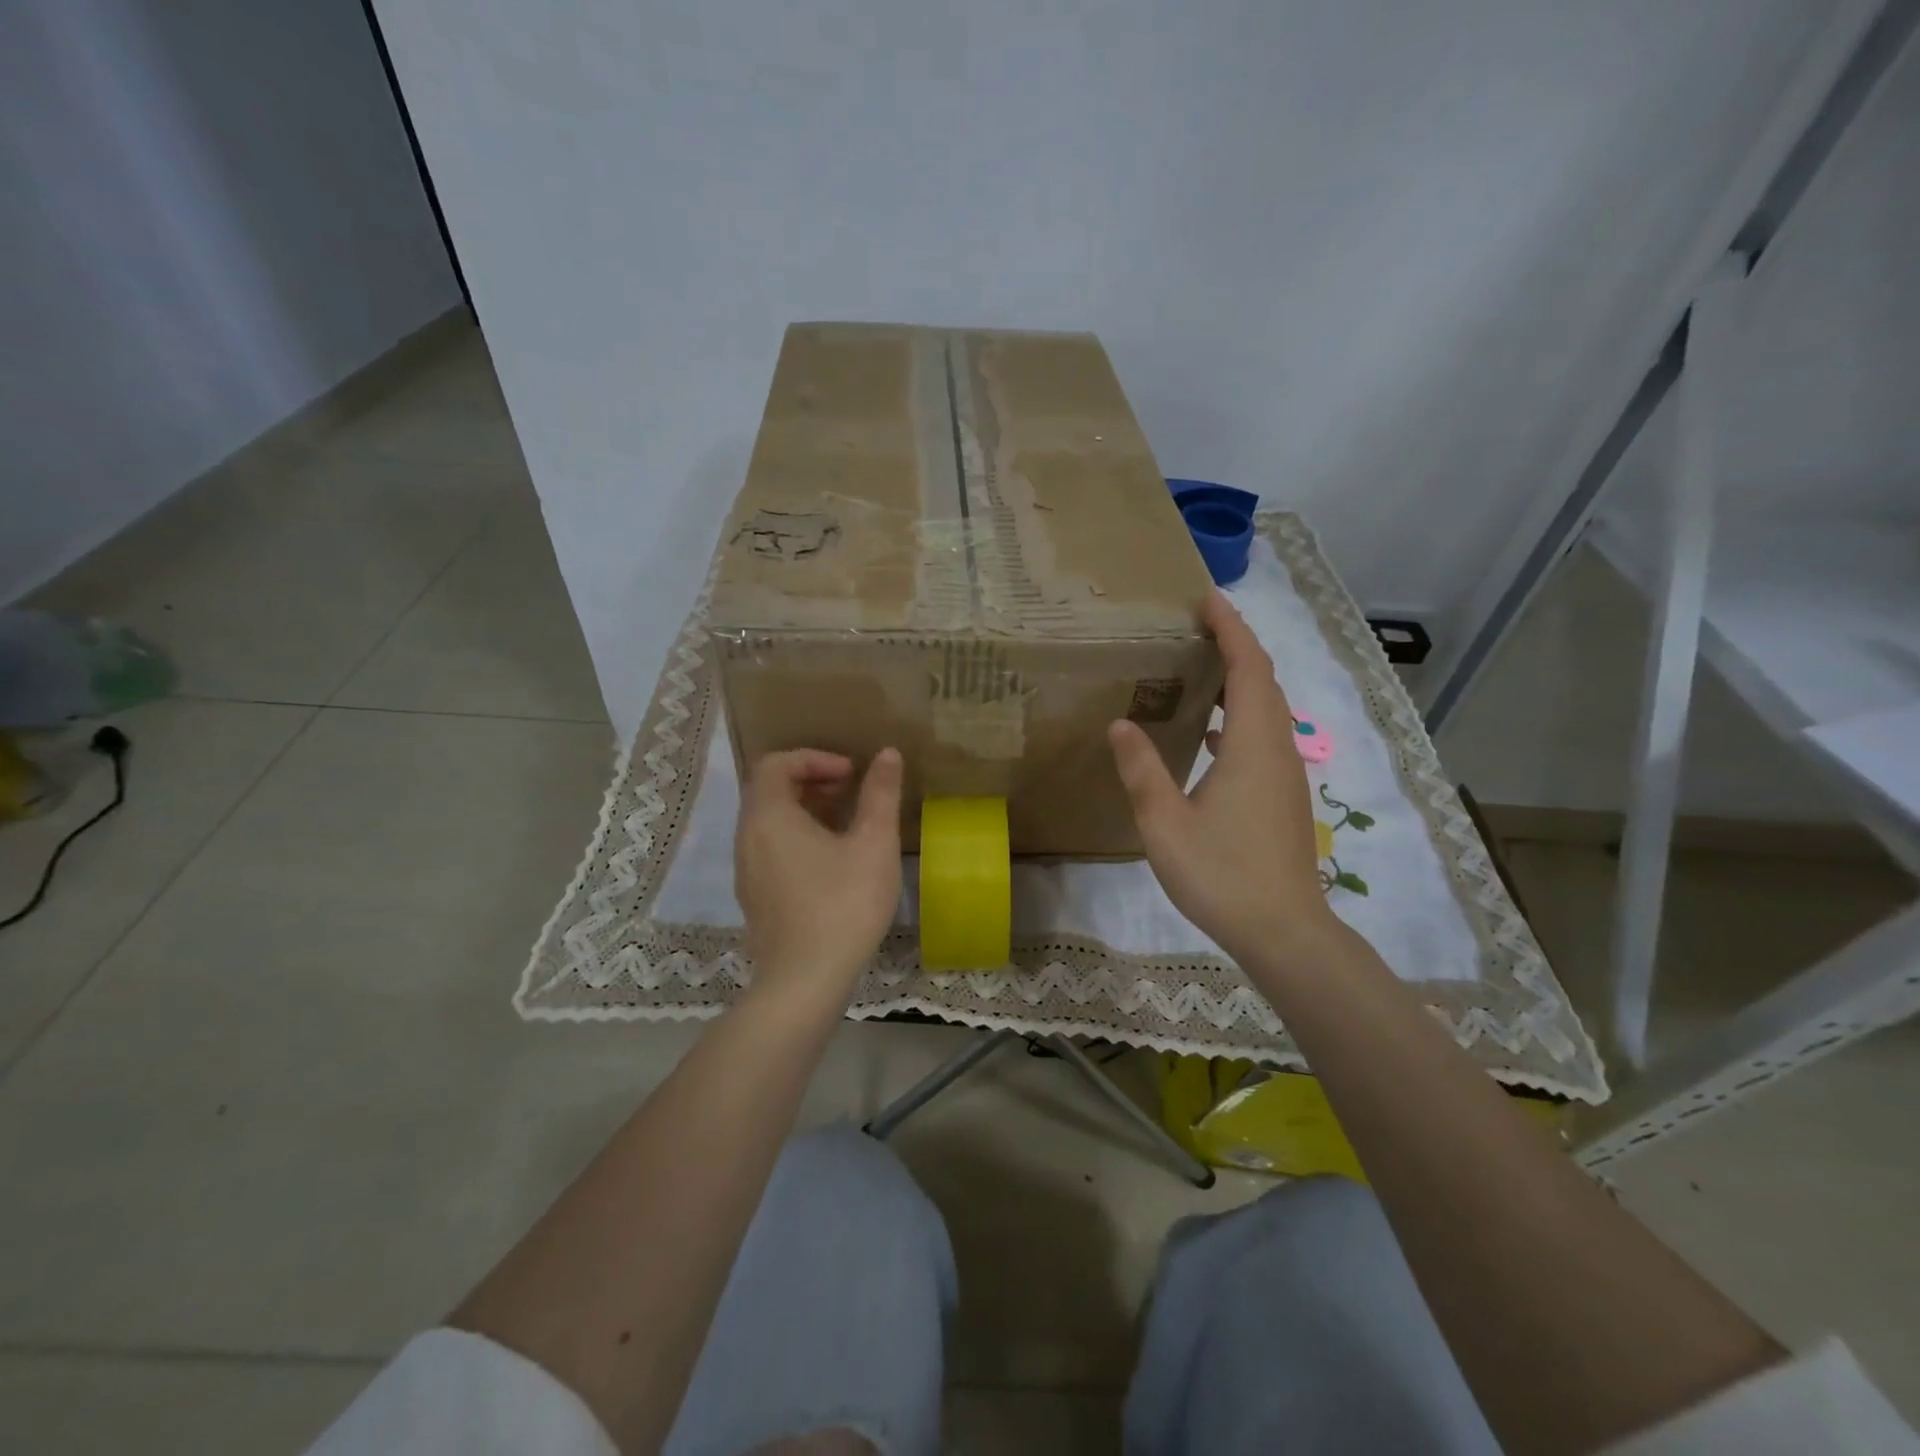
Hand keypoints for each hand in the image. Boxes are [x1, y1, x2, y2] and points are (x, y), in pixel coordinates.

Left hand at [734, 747, 903, 1010]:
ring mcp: (747, 871)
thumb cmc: (843, 905)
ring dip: (804, 808)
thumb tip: (887, 753)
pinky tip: (832, 861)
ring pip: (769, 821)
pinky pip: (770, 849)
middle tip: (850, 790)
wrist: (804, 983)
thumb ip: (880, 794)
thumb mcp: (873, 844)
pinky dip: (796, 836)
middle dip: (810, 780)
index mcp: (769, 817)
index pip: (776, 763)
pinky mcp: (755, 898)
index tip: (850, 773)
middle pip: (769, 789)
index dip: (814, 757)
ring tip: (846, 823)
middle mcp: (747, 838)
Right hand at [1107, 591, 1338, 970]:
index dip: (1231, 628)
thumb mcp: (1165, 822)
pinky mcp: (1282, 796)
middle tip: (1195, 626)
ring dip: (1239, 681)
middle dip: (1235, 646)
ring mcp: (1284, 774)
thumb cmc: (1221, 874)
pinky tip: (1211, 733)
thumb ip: (1142, 769)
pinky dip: (1240, 717)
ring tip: (1199, 669)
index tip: (1206, 600)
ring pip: (1267, 710)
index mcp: (1252, 745)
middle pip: (1263, 682)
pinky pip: (1263, 737)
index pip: (1248, 668)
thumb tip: (1121, 722)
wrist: (1283, 932)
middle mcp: (1277, 749)